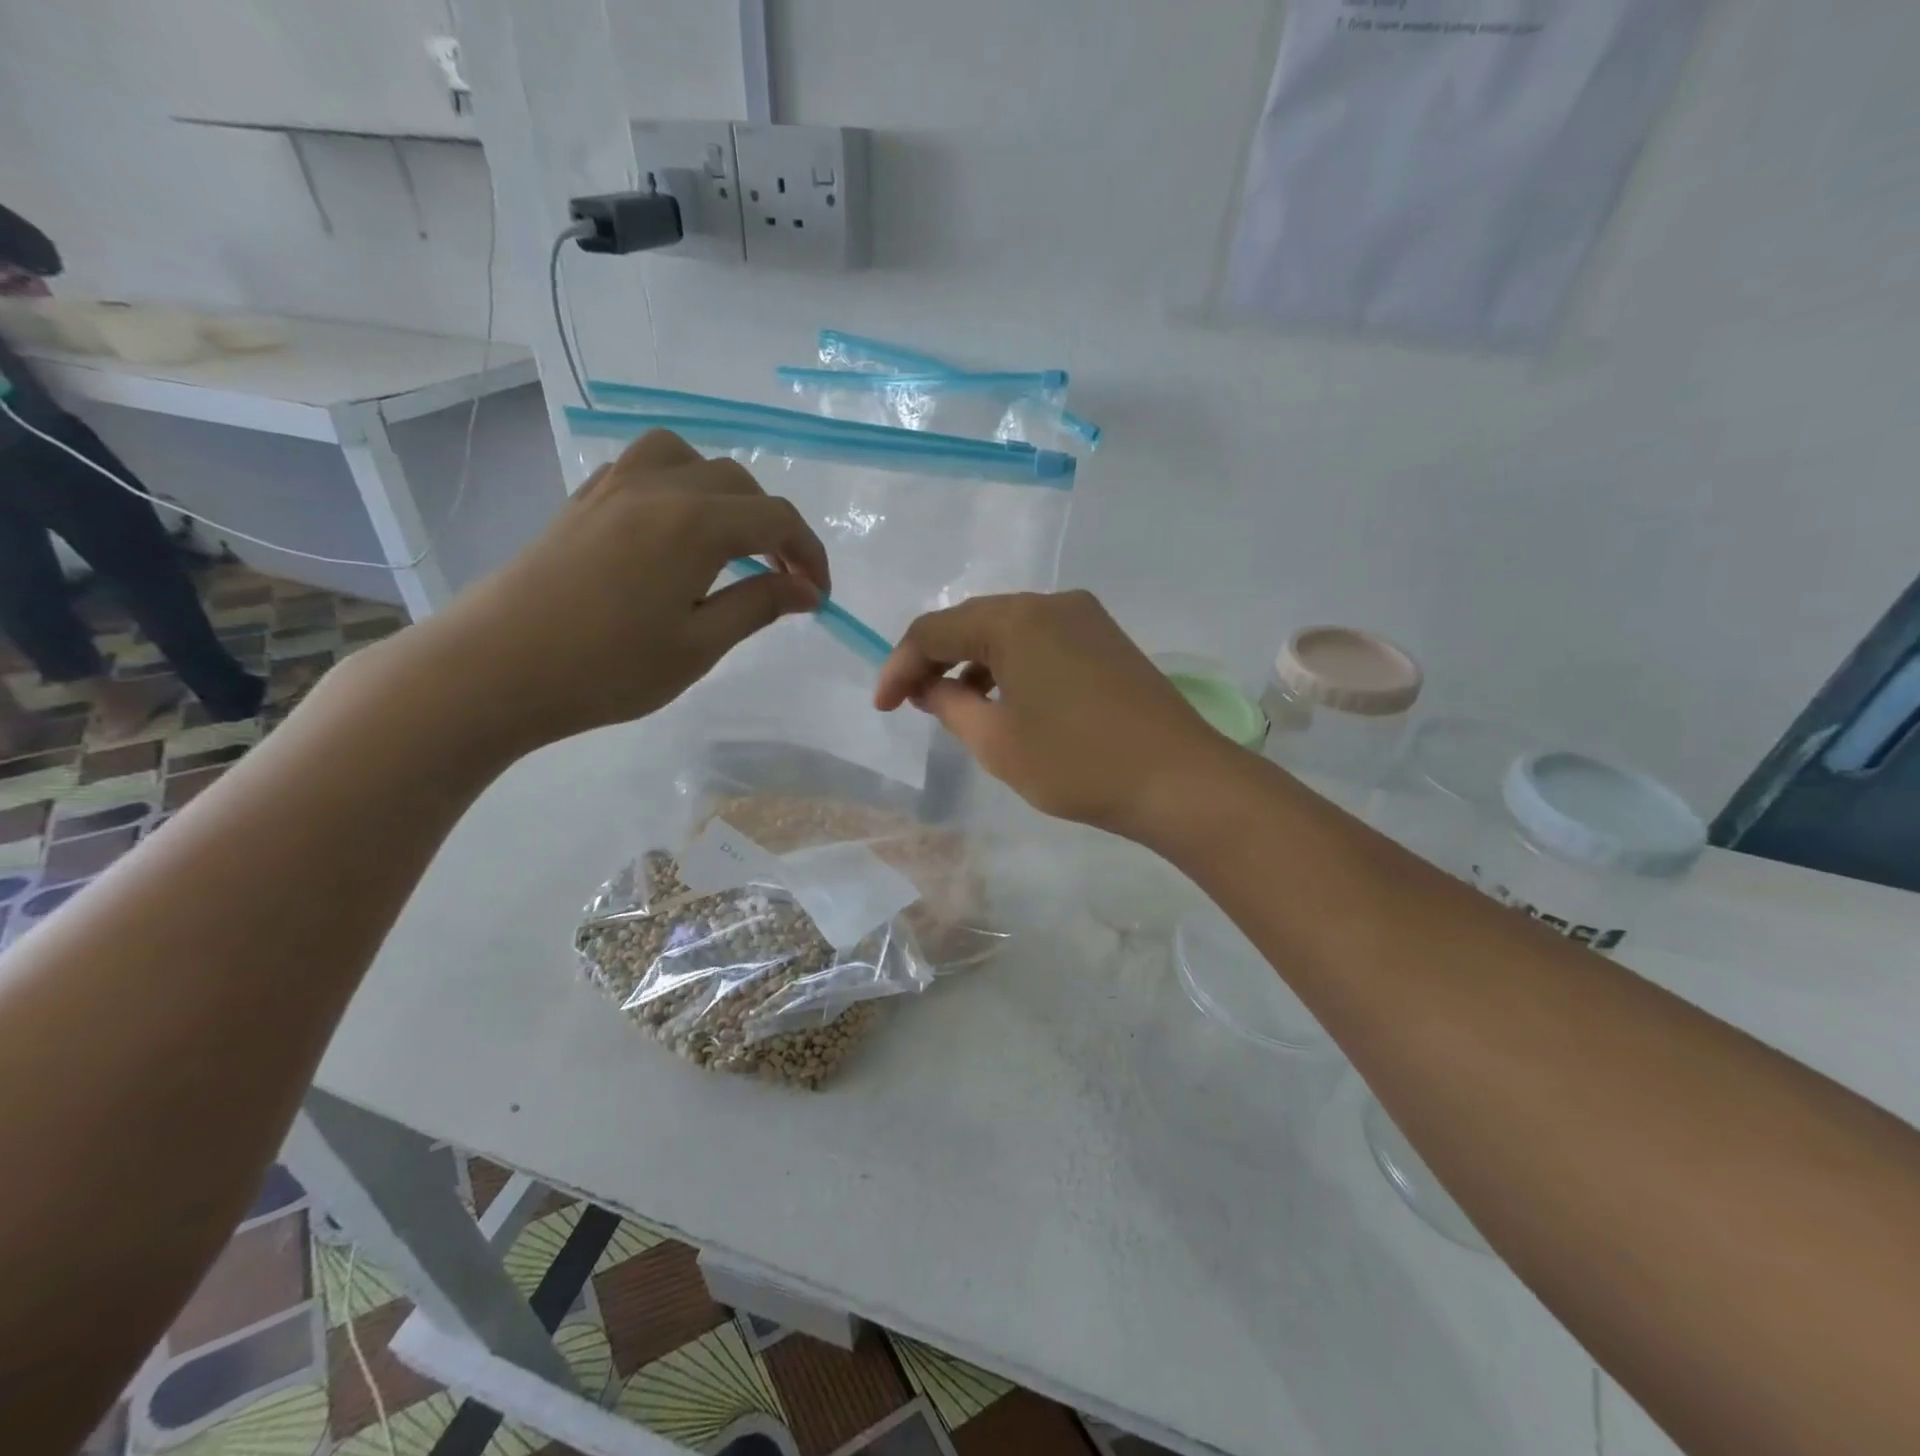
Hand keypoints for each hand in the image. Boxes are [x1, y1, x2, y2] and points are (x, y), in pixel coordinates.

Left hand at [442, 429, 827, 751]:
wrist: (493, 670)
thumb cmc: (606, 669)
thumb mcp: (698, 646)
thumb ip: (757, 606)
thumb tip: (805, 590)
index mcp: (695, 524)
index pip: (777, 518)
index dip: (809, 553)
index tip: (817, 596)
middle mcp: (658, 488)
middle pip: (739, 483)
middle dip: (773, 527)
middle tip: (781, 579)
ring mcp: (612, 488)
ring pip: (687, 459)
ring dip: (723, 493)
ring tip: (727, 540)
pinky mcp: (581, 501)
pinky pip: (643, 468)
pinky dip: (677, 487)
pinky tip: (671, 532)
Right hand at [875, 590, 1239, 839]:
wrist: (1180, 780)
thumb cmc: (1078, 764)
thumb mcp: (997, 742)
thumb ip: (950, 706)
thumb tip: (928, 687)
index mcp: (1015, 619)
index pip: (935, 630)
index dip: (899, 667)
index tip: (883, 708)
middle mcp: (1049, 603)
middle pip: (971, 622)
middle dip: (935, 661)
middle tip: (913, 704)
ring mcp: (1084, 617)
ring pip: (1008, 631)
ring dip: (974, 663)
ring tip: (956, 707)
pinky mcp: (1106, 638)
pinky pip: (1041, 640)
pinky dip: (1012, 665)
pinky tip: (1007, 700)